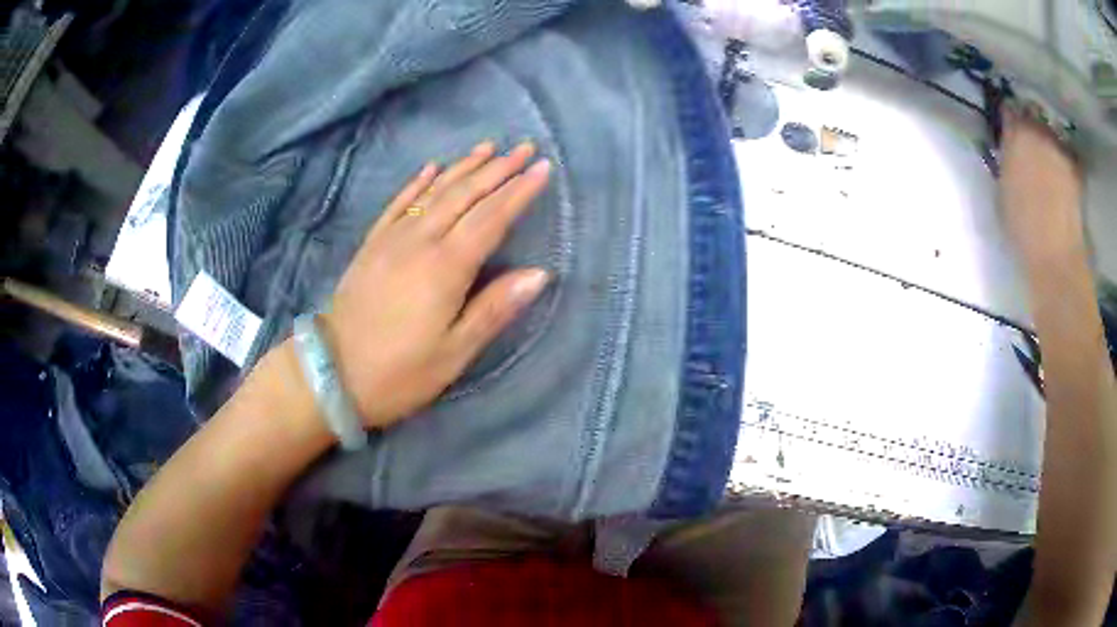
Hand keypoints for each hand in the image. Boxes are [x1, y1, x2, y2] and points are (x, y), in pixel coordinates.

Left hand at [320, 141, 551, 427]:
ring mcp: (392, 239)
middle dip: (498, 169)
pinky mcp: (372, 244)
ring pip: (434, 191)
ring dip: (464, 167)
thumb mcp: (454, 353)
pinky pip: (399, 203)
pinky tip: (432, 167)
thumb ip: (495, 308)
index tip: (542, 168)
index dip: (519, 192)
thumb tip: (540, 273)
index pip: (491, 218)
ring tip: (489, 147)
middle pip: (465, 194)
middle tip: (525, 148)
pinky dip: (418, 182)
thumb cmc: (400, 372)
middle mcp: (420, 241)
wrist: (331, 373)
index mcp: (446, 267)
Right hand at [1000, 105, 1085, 269]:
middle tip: (1028, 144)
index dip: (1007, 117)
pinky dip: (1062, 161)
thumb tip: (1009, 154)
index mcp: (1015, 133)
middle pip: (1032, 117)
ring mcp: (1059, 150)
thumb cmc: (1022, 227)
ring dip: (1047, 144)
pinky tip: (1060, 177)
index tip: (1006, 127)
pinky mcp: (1075, 170)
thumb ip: (1006, 164)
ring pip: (1050, 135)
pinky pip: (1065, 156)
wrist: (1056, 255)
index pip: (1008, 110)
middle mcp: (1038, 132)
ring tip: (1046, 162)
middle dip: (1029, 127)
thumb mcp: (1002, 192)